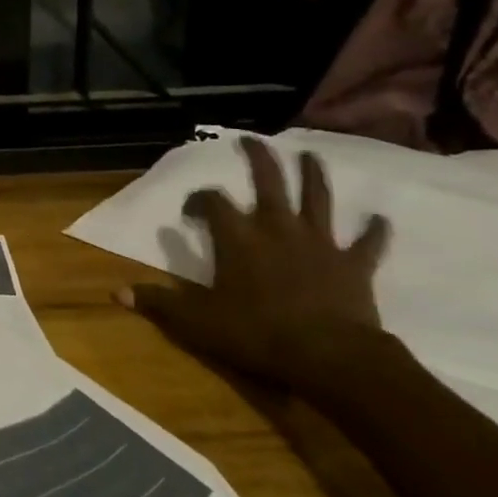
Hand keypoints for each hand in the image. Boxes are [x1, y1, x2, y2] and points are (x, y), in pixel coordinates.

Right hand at [118, 136, 391, 393]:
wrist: (329, 356)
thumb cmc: (258, 334)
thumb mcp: (198, 322)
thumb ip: (159, 304)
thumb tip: (116, 293)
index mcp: (238, 237)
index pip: (213, 202)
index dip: (200, 198)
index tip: (193, 208)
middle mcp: (276, 227)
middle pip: (269, 181)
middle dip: (259, 158)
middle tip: (252, 139)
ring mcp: (318, 242)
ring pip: (317, 198)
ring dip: (313, 175)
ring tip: (311, 155)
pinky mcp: (353, 264)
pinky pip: (367, 243)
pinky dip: (374, 231)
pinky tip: (381, 219)